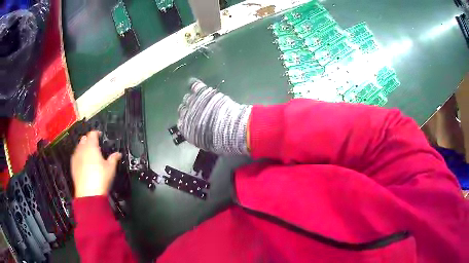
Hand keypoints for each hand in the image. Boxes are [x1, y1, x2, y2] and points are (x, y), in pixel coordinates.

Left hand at [71, 131, 121, 197]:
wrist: (88, 194)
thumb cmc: (100, 178)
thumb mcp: (110, 168)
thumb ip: (113, 158)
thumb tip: (118, 154)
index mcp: (91, 146)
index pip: (92, 134)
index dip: (96, 133)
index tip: (100, 135)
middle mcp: (82, 149)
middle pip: (84, 139)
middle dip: (89, 139)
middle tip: (95, 144)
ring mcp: (76, 157)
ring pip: (78, 147)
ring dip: (83, 147)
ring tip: (89, 153)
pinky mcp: (72, 166)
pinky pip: (75, 156)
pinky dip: (79, 156)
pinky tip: (83, 162)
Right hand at [177, 78, 251, 154]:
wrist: (228, 128)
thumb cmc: (220, 140)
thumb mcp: (206, 144)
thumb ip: (198, 137)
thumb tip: (198, 134)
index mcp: (187, 130)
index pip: (180, 123)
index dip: (186, 121)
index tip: (190, 120)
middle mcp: (187, 115)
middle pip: (182, 109)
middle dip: (188, 109)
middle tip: (195, 109)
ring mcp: (194, 103)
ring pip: (188, 98)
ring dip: (192, 99)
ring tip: (197, 99)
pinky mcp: (203, 93)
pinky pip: (195, 86)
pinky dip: (193, 84)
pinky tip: (192, 82)